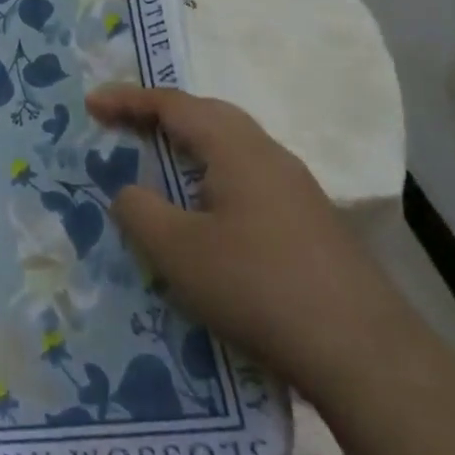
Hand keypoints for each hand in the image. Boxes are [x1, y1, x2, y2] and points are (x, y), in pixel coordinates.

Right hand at [86, 84, 421, 400]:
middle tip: (122, 126)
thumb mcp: (177, 250)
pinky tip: (204, 214)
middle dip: (160, 115)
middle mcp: (269, 156)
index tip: (90, 103)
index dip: (127, 100)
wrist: (363, 354)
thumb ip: (139, 210)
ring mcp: (296, 189)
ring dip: (189, 147)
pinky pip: (247, 179)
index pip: (173, 105)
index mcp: (236, 149)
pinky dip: (211, 178)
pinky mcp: (310, 223)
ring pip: (231, 148)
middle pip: (207, 116)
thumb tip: (129, 191)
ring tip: (157, 164)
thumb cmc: (257, 287)